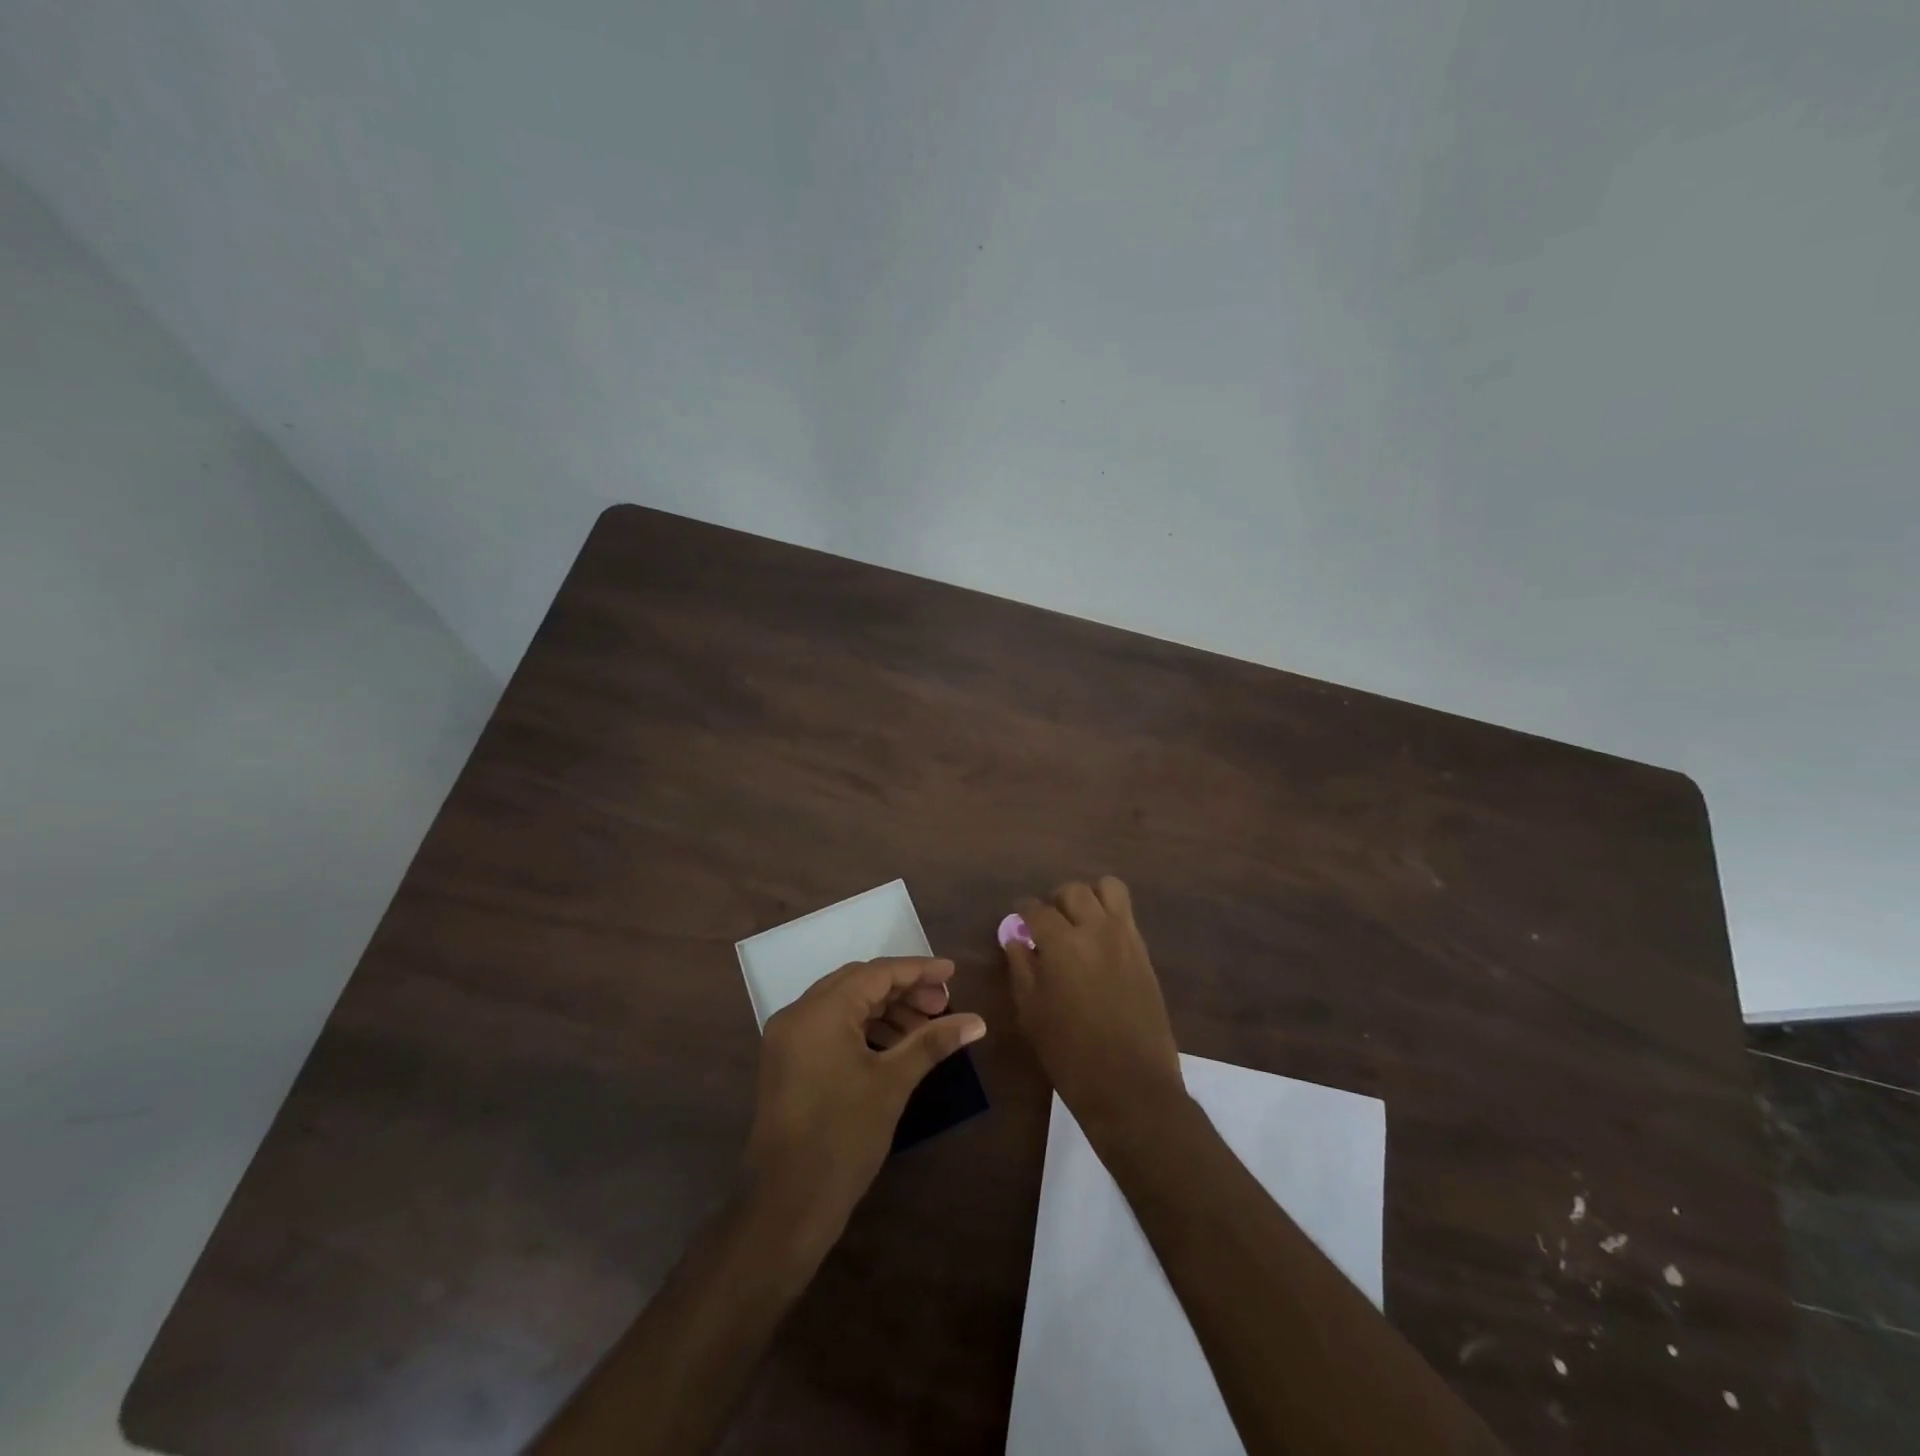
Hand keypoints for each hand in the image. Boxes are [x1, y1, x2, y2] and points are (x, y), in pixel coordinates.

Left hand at [742, 957, 985, 1248]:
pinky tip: (894, 1046)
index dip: (917, 970)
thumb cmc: (843, 1138)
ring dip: (884, 1011)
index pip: (875, 973)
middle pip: (858, 984)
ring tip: (924, 1028)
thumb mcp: (892, 1084)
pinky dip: (863, 1029)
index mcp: (819, 1011)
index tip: (952, 973)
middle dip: (902, 990)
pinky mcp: (787, 1062)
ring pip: (843, 1005)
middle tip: (941, 1004)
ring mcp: (787, 1039)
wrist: (787, 1206)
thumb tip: (977, 1022)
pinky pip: (830, 1027)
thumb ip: (932, 1042)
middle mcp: (797, 1014)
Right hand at [1006, 878, 1184, 1134]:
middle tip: (1047, 923)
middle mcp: (1095, 929)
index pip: (1036, 909)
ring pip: (1108, 888)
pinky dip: (1110, 914)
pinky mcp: (1144, 953)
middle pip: (1073, 891)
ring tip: (1078, 921)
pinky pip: (1127, 914)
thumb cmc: (1070, 1054)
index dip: (1022, 911)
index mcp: (1061, 943)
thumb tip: (1016, 939)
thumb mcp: (1031, 1012)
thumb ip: (1021, 967)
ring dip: (1089, 897)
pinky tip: (1099, 941)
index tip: (1017, 921)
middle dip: (1055, 901)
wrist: (1130, 1085)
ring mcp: (1125, 938)